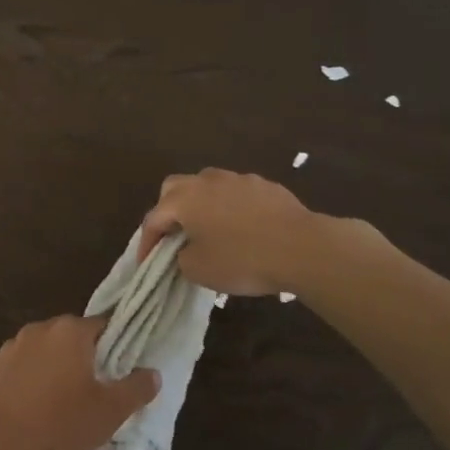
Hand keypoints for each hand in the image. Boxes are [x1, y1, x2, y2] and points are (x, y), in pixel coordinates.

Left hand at [0, 316, 159, 449]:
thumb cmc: (61, 423)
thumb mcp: (110, 412)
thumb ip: (137, 389)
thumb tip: (153, 373)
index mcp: (71, 330)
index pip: (106, 325)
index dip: (119, 346)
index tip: (125, 369)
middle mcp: (42, 327)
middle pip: (76, 336)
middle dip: (90, 358)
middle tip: (101, 389)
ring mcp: (16, 344)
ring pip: (50, 350)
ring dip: (62, 367)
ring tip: (71, 400)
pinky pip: (28, 364)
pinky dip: (39, 377)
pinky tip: (42, 404)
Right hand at [138, 168, 334, 296]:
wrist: (303, 248)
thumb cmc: (242, 259)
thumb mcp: (199, 270)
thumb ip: (181, 258)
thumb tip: (186, 251)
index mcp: (184, 199)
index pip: (154, 219)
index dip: (147, 243)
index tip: (147, 264)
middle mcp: (206, 181)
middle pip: (175, 188)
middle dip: (168, 211)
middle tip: (174, 236)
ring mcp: (238, 179)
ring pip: (207, 186)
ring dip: (201, 205)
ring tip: (209, 231)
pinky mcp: (265, 185)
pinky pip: (237, 193)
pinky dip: (230, 208)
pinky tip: (243, 229)